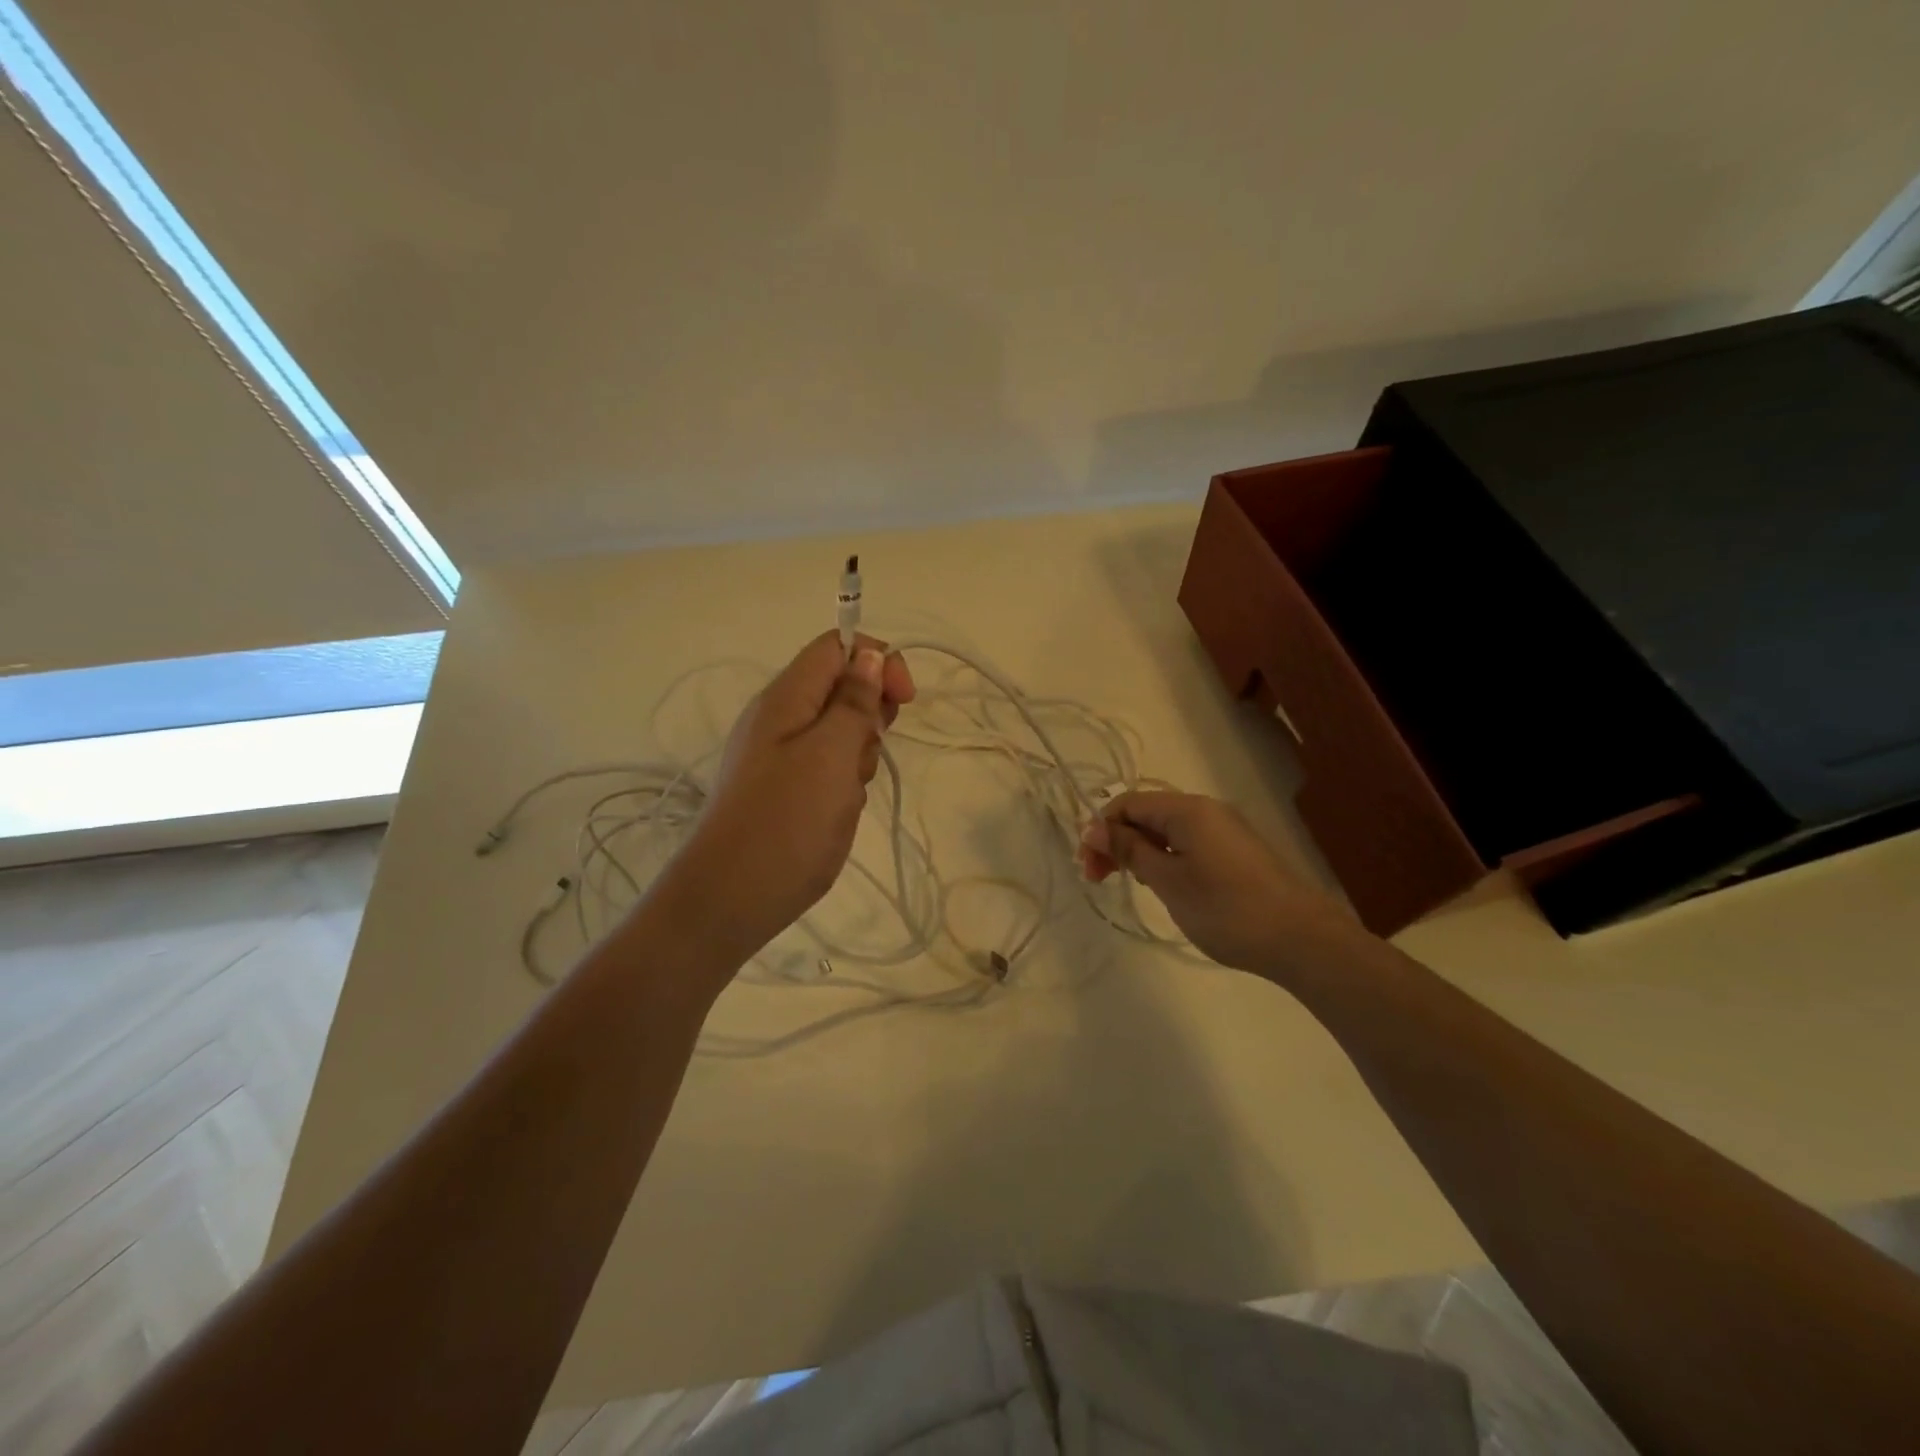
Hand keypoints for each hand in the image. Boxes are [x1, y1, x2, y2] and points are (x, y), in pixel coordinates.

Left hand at [655, 631, 914, 966]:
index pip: (837, 647)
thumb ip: (853, 701)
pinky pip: (830, 765)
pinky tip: (840, 809)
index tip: (903, 700)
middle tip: (868, 751)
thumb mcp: (830, 754)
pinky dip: (846, 780)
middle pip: (842, 687)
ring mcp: (783, 754)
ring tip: (849, 789)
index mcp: (787, 697)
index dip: (877, 660)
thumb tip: (869, 654)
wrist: (733, 897)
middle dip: (870, 714)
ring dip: (860, 753)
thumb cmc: (787, 821)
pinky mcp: (789, 787)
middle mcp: (782, 717)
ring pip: (841, 730)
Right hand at [1079, 790, 1357, 979]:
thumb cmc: (1225, 908)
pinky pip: (1189, 843)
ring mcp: (1225, 830)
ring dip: (1141, 852)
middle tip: (1099, 880)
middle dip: (1118, 841)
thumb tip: (1095, 828)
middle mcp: (1206, 810)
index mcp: (1187, 809)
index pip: (1128, 803)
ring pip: (1168, 830)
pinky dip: (1166, 858)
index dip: (1102, 830)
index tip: (1089, 867)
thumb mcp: (1168, 880)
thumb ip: (1130, 850)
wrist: (1301, 939)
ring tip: (1133, 884)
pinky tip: (1165, 885)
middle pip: (1147, 814)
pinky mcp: (1237, 852)